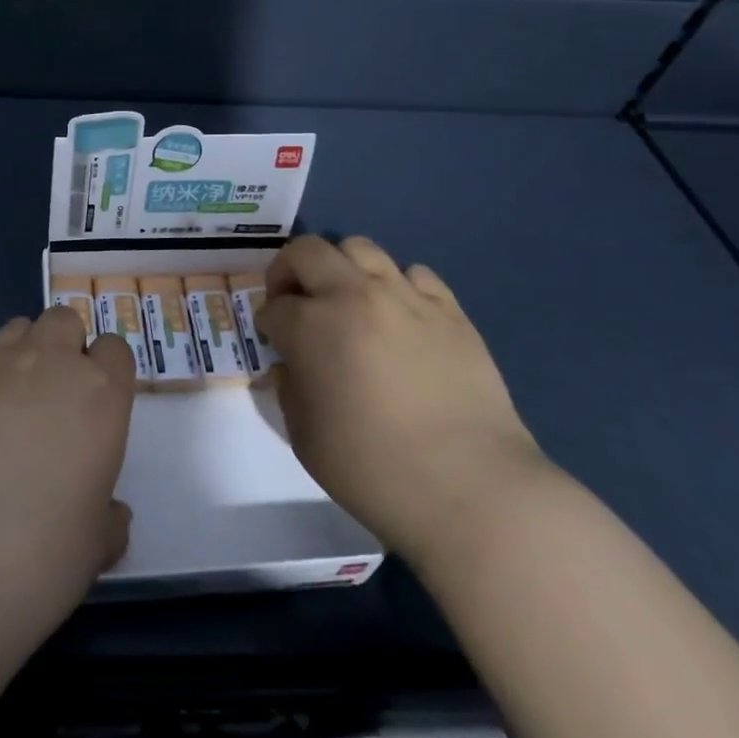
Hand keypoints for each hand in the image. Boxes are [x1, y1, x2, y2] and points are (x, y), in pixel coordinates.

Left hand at [0, 307, 136, 630]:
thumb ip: (106, 519)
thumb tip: (108, 515)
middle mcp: (50, 367)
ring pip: (19, 328)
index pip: (116, 349)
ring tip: (20, 404)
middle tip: (62, 399)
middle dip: (67, 346)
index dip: (110, 372)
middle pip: (64, 320)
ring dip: (27, 351)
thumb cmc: (43, 555)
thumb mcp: (94, 547)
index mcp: (100, 394)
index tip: (103, 407)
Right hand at [260, 235, 545, 565]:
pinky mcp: (450, 310)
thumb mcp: (304, 437)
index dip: (267, 323)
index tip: (274, 343)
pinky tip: (400, 317)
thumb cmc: (373, 468)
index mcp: (311, 325)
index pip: (274, 306)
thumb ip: (289, 389)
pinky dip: (397, 285)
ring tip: (347, 301)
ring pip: (361, 248)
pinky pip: (416, 274)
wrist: (470, 488)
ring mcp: (405, 297)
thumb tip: (291, 366)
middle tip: (295, 302)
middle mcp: (353, 295)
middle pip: (307, 251)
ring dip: (342, 268)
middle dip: (289, 271)